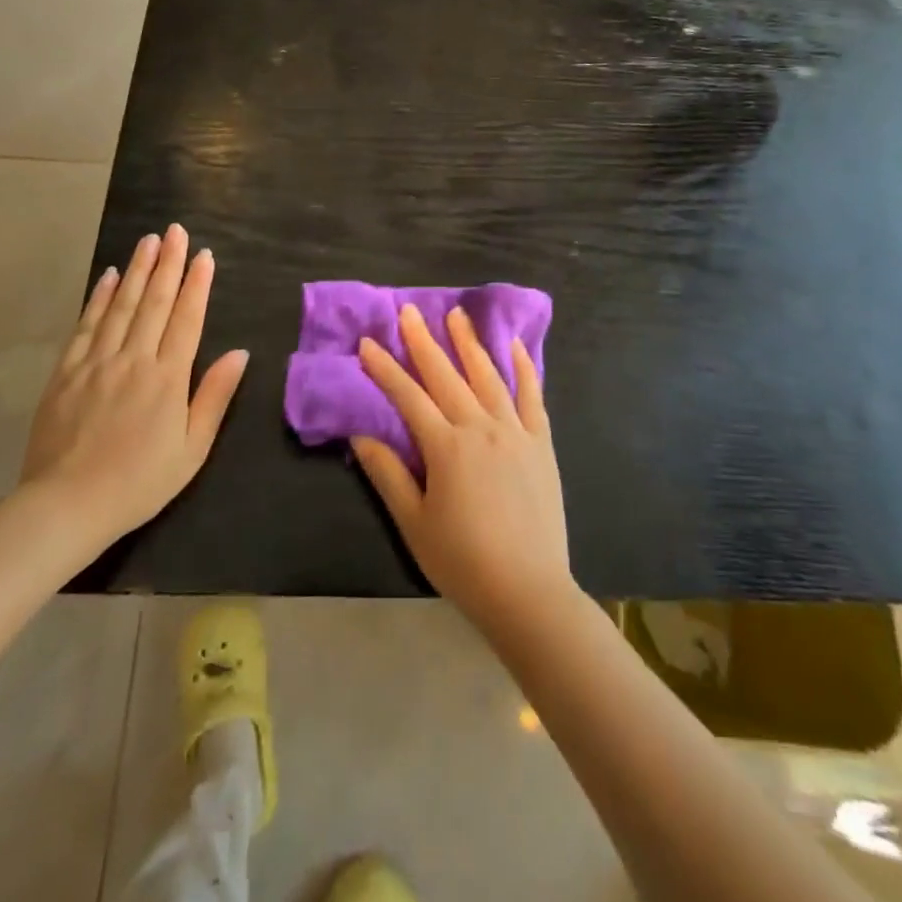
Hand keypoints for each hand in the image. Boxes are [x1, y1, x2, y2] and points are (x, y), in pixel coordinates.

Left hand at [21, 225, 248, 555]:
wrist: (66, 506)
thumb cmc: (140, 482)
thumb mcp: (192, 448)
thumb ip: (214, 396)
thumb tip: (240, 353)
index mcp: (167, 378)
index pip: (187, 318)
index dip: (197, 284)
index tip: (204, 255)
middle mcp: (134, 359)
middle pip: (155, 302)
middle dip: (168, 263)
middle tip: (176, 231)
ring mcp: (97, 362)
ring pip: (121, 306)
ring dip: (137, 270)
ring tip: (148, 241)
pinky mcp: (66, 372)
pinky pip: (86, 325)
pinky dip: (100, 298)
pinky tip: (109, 277)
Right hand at [353, 304, 574, 629]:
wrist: (528, 590)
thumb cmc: (463, 561)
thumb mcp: (414, 522)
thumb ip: (387, 474)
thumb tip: (360, 434)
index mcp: (447, 446)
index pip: (408, 396)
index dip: (385, 369)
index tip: (368, 343)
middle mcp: (481, 427)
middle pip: (447, 375)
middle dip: (424, 341)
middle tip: (409, 311)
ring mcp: (516, 431)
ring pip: (488, 376)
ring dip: (470, 343)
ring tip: (457, 314)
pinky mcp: (541, 443)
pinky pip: (532, 396)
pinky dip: (523, 368)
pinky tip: (515, 346)